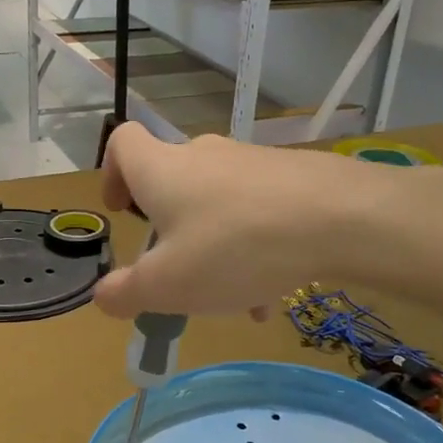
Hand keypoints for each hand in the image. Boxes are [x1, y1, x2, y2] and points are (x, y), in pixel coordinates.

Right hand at [93, 123, 393, 317]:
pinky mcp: (289, 175)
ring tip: (235, 300)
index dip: (112, 173)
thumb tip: (102, 296)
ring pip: (217, 206)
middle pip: (172, 183)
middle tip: (178, 274)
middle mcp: (202, 156)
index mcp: (162, 171)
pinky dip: (252, 247)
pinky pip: (256, 211)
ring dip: (214, 249)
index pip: (122, 142)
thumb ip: (126, 293)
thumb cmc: (234, 248)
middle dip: (169, 230)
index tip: (123, 212)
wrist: (339, 218)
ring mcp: (250, 162)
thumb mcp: (168, 285)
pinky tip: (273, 291)